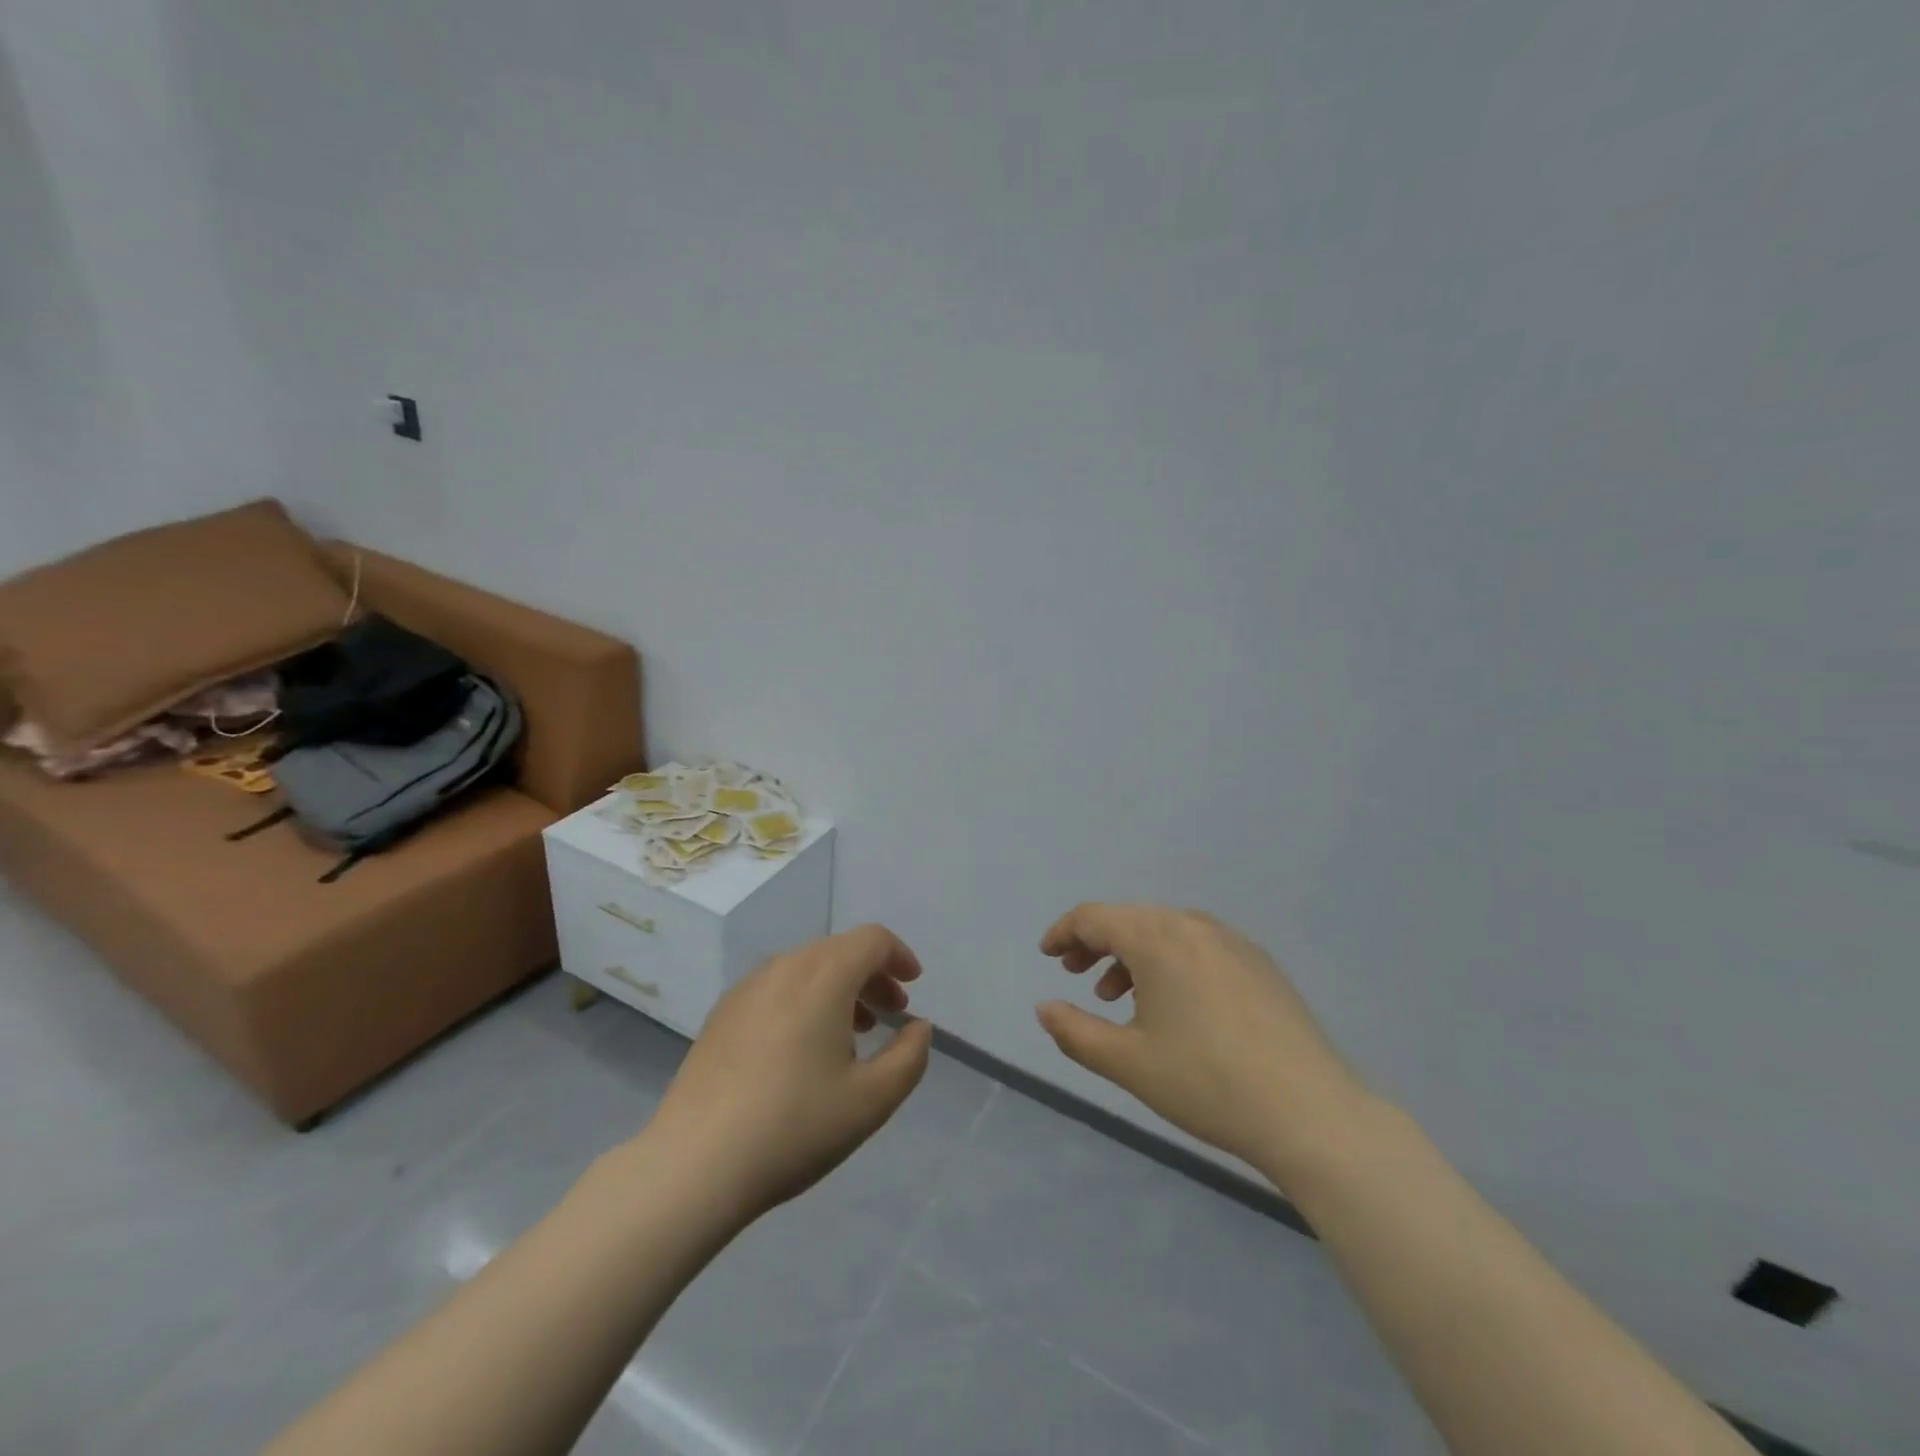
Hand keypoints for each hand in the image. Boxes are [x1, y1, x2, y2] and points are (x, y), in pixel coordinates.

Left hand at [647, 924, 933, 1223]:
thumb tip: (918, 1028)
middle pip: (839, 951)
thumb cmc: (794, 1125)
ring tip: (852, 1034)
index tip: (913, 987)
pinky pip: (776, 989)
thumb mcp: (871, 1100)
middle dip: (872, 975)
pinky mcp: (722, 1014)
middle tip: (890, 1014)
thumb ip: (909, 1057)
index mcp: (824, 975)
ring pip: (806, 968)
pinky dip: (804, 1000)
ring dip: (839, 988)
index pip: (872, 940)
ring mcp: (747, 988)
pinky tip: (802, 1049)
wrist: (694, 1164)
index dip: (900, 956)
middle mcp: (784, 967)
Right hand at [1037, 904, 1369, 1179]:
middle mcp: (1192, 925)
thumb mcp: (1127, 1062)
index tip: (1047, 955)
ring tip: (1117, 996)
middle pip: (1129, 919)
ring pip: (1164, 932)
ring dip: (1131, 954)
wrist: (1309, 1112)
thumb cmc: (1205, 1083)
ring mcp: (1231, 941)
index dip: (1063, 932)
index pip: (1094, 917)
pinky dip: (1168, 962)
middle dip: (1095, 942)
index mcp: (1157, 937)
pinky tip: (1171, 1004)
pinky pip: (1197, 946)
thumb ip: (1074, 1031)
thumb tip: (1044, 1008)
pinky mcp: (1258, 962)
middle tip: (1075, 974)